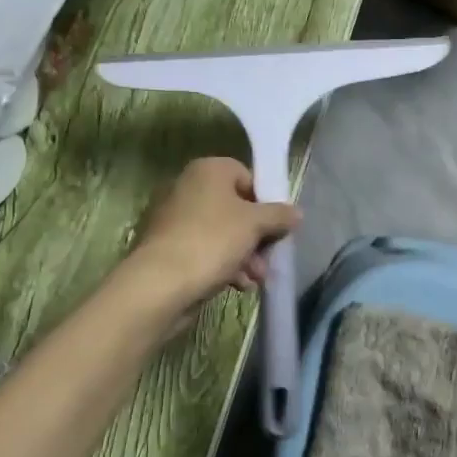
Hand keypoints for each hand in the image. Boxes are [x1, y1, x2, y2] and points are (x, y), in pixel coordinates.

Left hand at [125, 157, 300, 315]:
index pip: (247, 177)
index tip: (277, 224)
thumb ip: (279, 215)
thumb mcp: (255, 224)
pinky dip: (224, 265)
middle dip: (257, 236)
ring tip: (256, 278)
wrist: (160, 284)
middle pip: (237, 208)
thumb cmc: (212, 240)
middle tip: (269, 257)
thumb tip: (296, 212)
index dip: (265, 201)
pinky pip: (206, 250)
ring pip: (223, 233)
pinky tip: (238, 285)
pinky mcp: (170, 248)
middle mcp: (189, 188)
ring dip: (245, 255)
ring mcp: (176, 219)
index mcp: (208, 171)